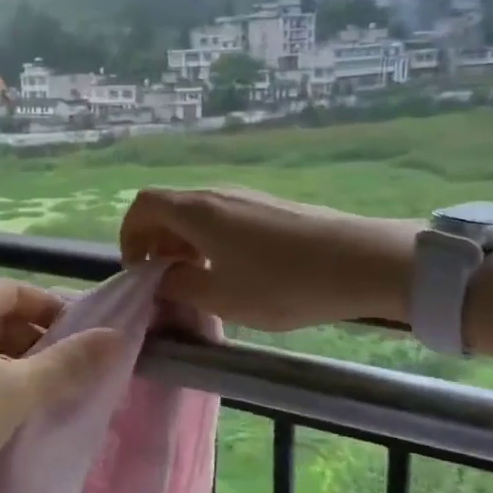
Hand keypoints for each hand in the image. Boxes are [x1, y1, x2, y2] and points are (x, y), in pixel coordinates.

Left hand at [0, 280, 121, 492]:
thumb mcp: (17, 390)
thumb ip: (68, 363)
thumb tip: (116, 336)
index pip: (18, 291)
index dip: (53, 309)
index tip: (83, 338)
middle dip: (36, 339)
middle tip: (68, 371)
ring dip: (14, 362)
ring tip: (43, 393)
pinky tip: (5, 410)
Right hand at [119, 186, 419, 330]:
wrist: (361, 262)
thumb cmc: (284, 283)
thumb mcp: (222, 297)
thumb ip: (180, 286)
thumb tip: (160, 279)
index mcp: (196, 211)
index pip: (143, 205)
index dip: (130, 235)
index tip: (139, 270)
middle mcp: (216, 194)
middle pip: (169, 208)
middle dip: (156, 243)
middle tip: (164, 281)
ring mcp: (246, 197)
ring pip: (197, 214)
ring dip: (184, 243)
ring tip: (197, 279)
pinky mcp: (269, 207)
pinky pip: (222, 217)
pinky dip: (210, 240)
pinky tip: (232, 270)